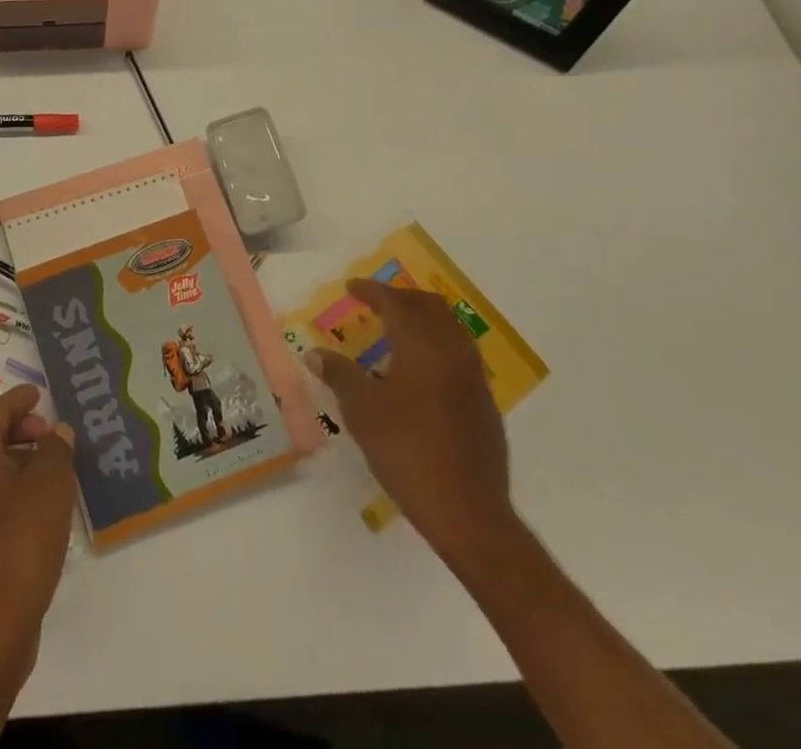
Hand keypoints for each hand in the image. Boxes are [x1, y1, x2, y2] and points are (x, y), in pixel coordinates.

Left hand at [0, 384, 75, 675]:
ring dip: (13, 458)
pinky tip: (33, 503)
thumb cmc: (21, 538)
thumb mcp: (51, 483)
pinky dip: (5, 486)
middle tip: (48, 433)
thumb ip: (56, 448)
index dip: (20, 399)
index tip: (39, 394)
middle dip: (17, 428)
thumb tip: (57, 432)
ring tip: (48, 467)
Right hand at [305, 279, 514, 562]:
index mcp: (423, 347)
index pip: (397, 303)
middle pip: (431, 307)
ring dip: (423, 319)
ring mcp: (474, 379)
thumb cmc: (408, 452)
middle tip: (376, 302)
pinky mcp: (485, 405)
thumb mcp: (362, 411)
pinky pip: (460, 354)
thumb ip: (339, 375)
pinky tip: (420, 369)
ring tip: (398, 329)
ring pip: (451, 329)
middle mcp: (453, 353)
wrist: (469, 513)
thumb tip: (315, 353)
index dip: (372, 290)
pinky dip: (438, 344)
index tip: (351, 288)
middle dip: (402, 298)